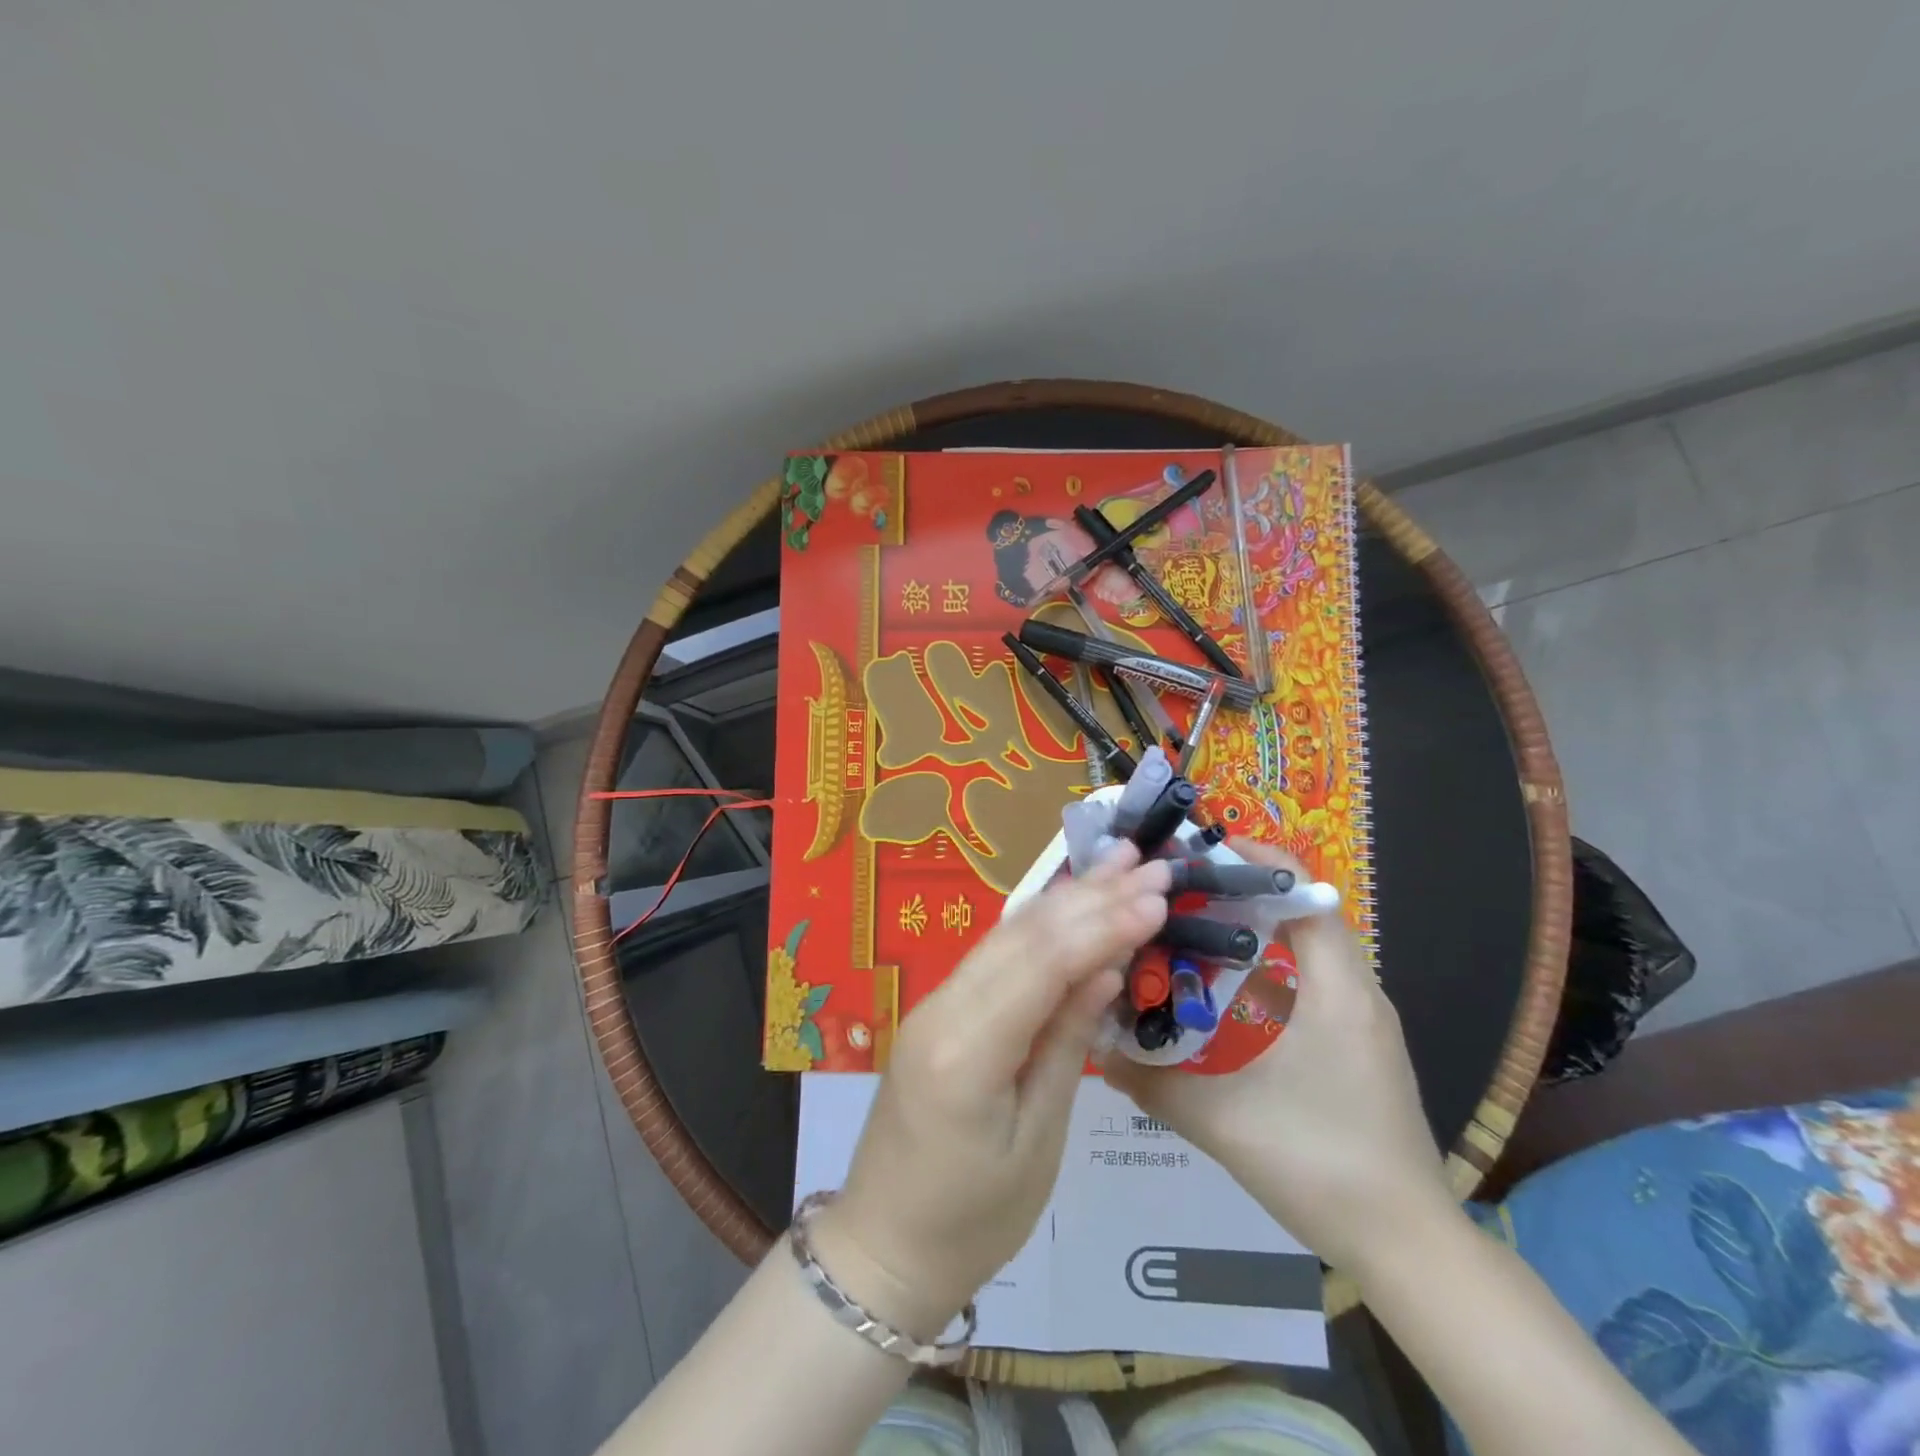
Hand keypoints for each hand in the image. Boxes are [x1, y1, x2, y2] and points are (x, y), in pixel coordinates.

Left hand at [810, 848, 1170, 1336]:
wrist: (884, 1246)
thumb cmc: (972, 1221)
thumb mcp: (1037, 1142)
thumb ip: (1067, 1045)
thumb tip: (1105, 969)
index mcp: (965, 1052)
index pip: (1041, 965)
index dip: (1102, 924)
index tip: (1157, 897)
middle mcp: (942, 1008)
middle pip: (1024, 936)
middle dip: (1091, 896)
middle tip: (1150, 863)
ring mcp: (934, 1003)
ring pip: (1007, 935)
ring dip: (1066, 897)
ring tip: (1117, 862)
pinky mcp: (938, 1009)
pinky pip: (994, 956)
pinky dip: (1039, 926)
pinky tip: (1070, 903)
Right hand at [1100, 841, 1453, 1272]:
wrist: (1409, 1249)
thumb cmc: (1321, 1163)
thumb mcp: (1221, 1120)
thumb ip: (1151, 1081)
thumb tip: (1094, 1048)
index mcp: (1335, 986)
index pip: (1303, 888)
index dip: (1252, 856)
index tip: (1194, 851)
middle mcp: (1355, 989)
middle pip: (1297, 910)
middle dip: (1236, 891)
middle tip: (1173, 892)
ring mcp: (1361, 1019)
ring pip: (1303, 947)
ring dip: (1250, 930)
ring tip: (1187, 932)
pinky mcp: (1358, 1046)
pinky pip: (1309, 981)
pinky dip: (1265, 967)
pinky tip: (1221, 994)